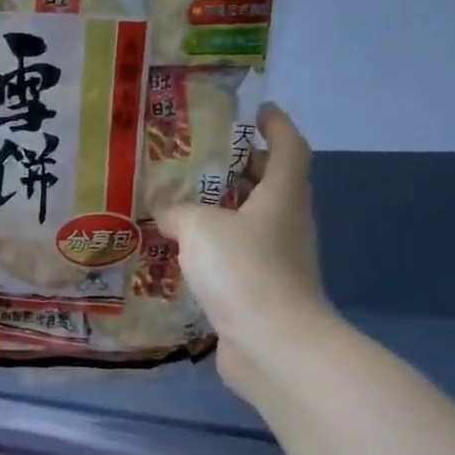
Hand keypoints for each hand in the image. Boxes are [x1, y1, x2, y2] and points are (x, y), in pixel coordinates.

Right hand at [158, 103, 331, 397]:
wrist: (273, 344)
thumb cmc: (243, 270)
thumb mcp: (200, 228)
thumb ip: (178, 212)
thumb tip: (165, 210)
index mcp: (282, 196)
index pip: (289, 147)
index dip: (277, 125)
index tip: (258, 111)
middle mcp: (287, 224)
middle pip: (272, 184)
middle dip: (244, 168)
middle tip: (205, 160)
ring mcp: (280, 261)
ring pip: (254, 223)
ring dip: (226, 212)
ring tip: (184, 206)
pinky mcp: (264, 292)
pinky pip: (240, 258)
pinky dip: (218, 250)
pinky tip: (186, 255)